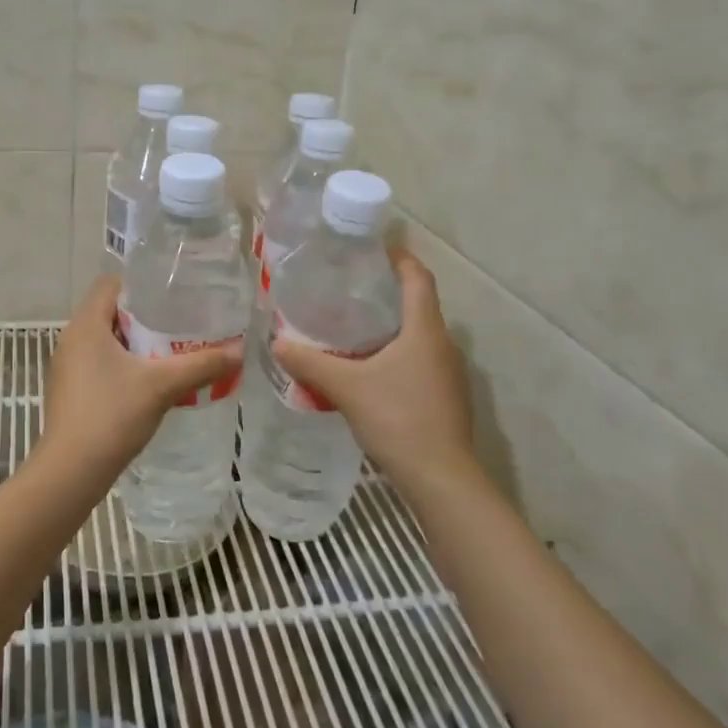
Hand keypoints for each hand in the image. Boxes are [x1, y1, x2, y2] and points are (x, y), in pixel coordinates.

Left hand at [43, 275, 242, 478]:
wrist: (71, 472)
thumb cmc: (111, 415)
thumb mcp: (162, 386)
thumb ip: (202, 365)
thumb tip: (240, 350)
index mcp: (86, 324)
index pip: (112, 284)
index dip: (142, 284)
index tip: (174, 294)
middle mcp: (71, 338)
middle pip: (111, 312)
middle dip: (146, 316)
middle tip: (181, 324)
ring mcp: (67, 366)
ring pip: (106, 340)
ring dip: (136, 343)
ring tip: (172, 351)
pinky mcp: (70, 391)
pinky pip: (100, 364)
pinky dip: (124, 365)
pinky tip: (150, 382)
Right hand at [272, 250, 478, 496]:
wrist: (441, 478)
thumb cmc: (398, 419)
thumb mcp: (347, 387)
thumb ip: (310, 363)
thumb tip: (276, 342)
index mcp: (425, 330)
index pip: (418, 277)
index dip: (399, 258)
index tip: (373, 249)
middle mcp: (443, 344)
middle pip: (418, 305)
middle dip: (386, 294)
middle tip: (347, 290)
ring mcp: (450, 373)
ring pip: (419, 336)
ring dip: (391, 328)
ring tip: (351, 329)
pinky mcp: (447, 397)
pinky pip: (421, 362)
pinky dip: (397, 355)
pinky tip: (369, 371)